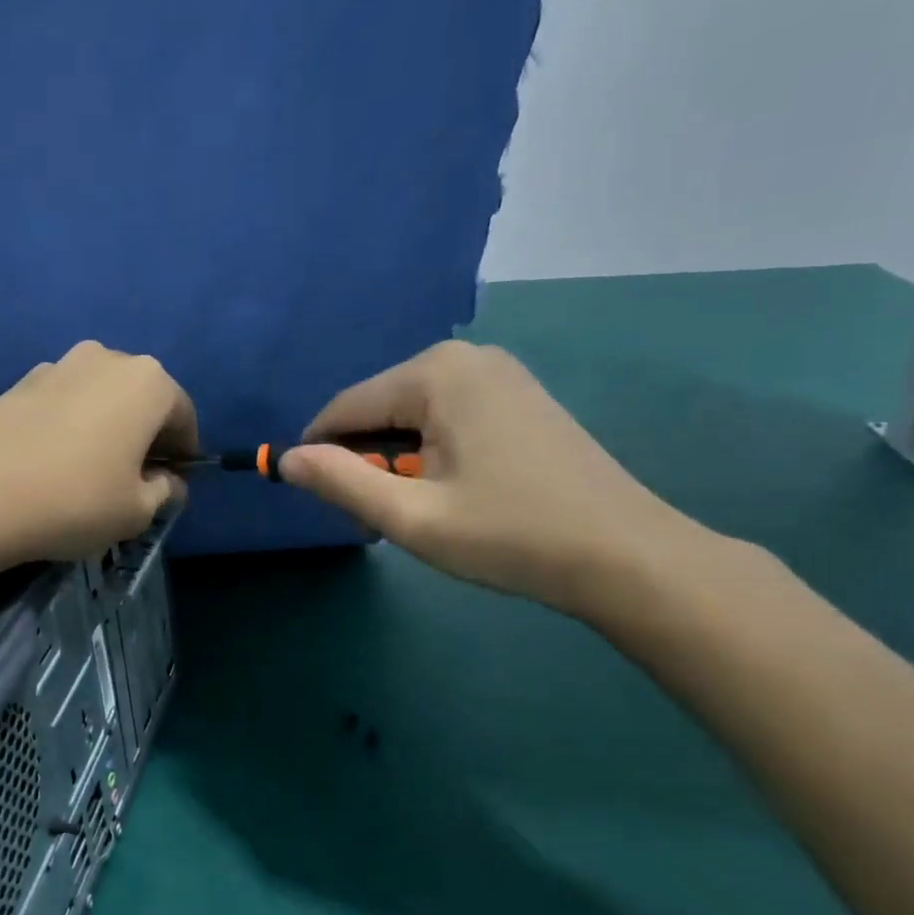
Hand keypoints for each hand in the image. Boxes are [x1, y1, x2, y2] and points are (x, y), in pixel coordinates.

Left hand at [0, 341, 198, 565]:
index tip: (175, 484)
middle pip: (141, 399)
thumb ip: (165, 492)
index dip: (184, 453)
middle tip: (134, 478)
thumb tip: (167, 482)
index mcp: (147, 381)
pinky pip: (62, 402)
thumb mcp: (136, 511)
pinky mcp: (18, 381)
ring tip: (89, 471)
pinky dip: (69, 425)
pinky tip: (51, 462)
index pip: (183, 415)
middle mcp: (106, 358)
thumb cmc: (74, 500)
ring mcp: (57, 365)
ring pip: (99, 397)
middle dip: (145, 434)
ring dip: (106, 426)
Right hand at [280, 341, 703, 618]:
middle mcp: (464, 357)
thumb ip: (340, 484)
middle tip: (383, 523)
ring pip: (410, 416)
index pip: (344, 409)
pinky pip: (445, 417)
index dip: (320, 457)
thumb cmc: (512, 535)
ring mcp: (497, 373)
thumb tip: (285, 460)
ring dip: (398, 463)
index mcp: (434, 373)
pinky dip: (431, 453)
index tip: (329, 506)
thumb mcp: (411, 518)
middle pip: (378, 410)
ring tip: (421, 513)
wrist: (628, 558)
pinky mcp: (517, 396)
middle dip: (367, 463)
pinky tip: (454, 493)